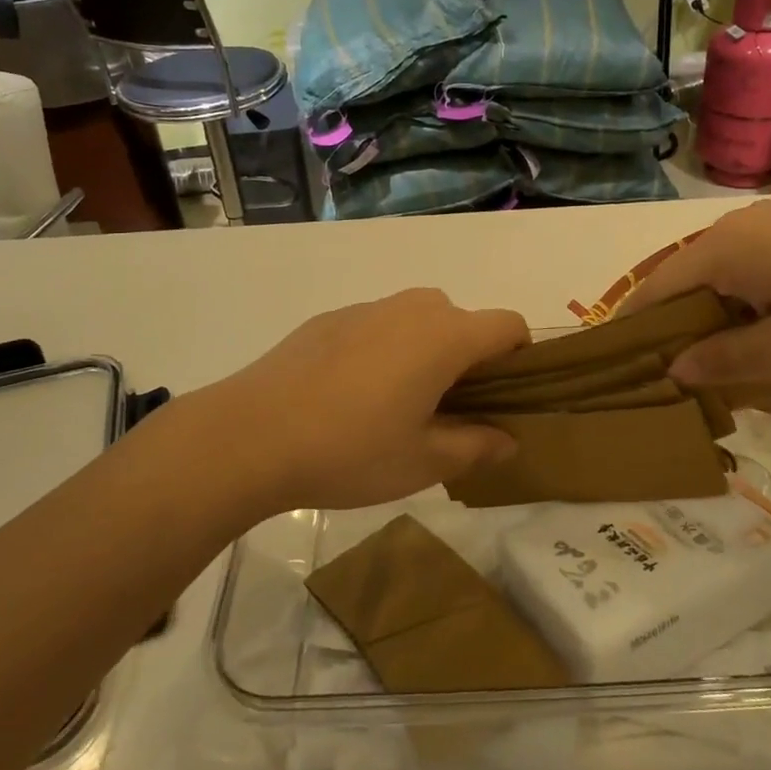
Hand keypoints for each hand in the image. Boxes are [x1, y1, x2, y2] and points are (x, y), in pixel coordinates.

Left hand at [179, 289, 529, 517]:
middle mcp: (412, 308)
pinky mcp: (329, 318)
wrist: (250, 434)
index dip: (520, 359)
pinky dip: (385, 350)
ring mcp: (367, 307)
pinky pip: (377, 326)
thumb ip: (476, 446)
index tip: (505, 399)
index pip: (509, 326)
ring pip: (419, 321)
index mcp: (446, 336)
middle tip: (450, 411)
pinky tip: (350, 396)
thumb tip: (508, 439)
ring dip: (426, 352)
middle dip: (470, 359)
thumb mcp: (423, 462)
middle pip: (464, 321)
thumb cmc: (350, 450)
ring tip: (398, 404)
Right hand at [621, 201, 770, 393]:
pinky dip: (742, 308)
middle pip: (687, 279)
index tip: (612, 364)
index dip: (634, 326)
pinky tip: (751, 342)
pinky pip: (755, 274)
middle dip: (673, 327)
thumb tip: (673, 368)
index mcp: (730, 245)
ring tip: (704, 367)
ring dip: (710, 320)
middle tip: (662, 376)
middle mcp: (746, 226)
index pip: (659, 286)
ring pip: (722, 278)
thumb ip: (720, 360)